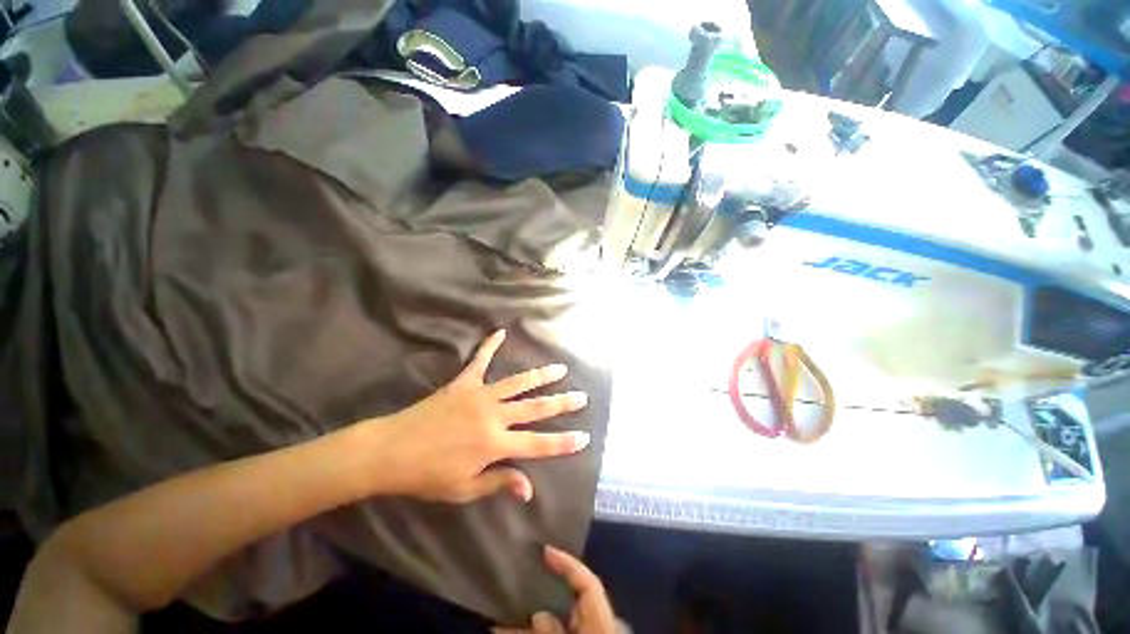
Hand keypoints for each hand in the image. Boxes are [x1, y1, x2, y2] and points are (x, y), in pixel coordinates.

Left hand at [370, 330, 589, 502]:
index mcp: (495, 443)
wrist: (391, 450)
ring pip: (518, 383)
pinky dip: (490, 346)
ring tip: (560, 369)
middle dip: (561, 404)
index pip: (538, 444)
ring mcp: (480, 395)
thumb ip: (499, 482)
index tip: (584, 437)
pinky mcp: (464, 383)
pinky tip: (501, 332)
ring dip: (541, 376)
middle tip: (582, 397)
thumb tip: (529, 488)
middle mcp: (494, 415)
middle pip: (535, 408)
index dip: (563, 443)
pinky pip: (480, 361)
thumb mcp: (464, 488)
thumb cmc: (427, 475)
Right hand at [494, 545, 618, 633]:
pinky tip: (505, 633)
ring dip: (527, 626)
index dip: (568, 564)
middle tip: (519, 578)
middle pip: (568, 603)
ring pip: (555, 626)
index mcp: (599, 623)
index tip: (544, 550)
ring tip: (499, 620)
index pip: (587, 584)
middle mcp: (592, 627)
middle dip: (542, 593)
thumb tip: (539, 616)